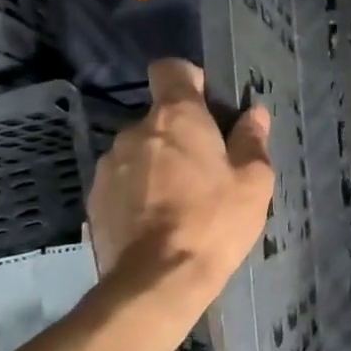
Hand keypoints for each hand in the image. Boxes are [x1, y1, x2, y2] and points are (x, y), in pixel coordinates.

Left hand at [87, 59, 272, 296]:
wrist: (156, 281)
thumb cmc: (214, 222)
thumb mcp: (253, 181)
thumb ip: (252, 140)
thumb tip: (254, 114)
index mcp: (176, 118)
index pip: (170, 69)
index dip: (190, 80)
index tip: (208, 104)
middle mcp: (135, 131)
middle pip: (159, 116)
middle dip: (181, 134)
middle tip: (207, 168)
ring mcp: (110, 165)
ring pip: (141, 150)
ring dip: (158, 163)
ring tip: (181, 200)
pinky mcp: (95, 198)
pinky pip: (124, 180)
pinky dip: (140, 191)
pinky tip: (158, 221)